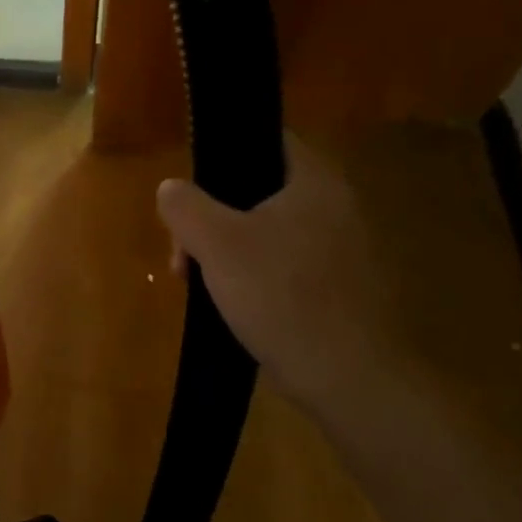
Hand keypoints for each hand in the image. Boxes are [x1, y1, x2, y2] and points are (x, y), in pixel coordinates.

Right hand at [157, 135, 402, 410]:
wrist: (351, 379)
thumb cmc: (282, 296)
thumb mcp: (216, 244)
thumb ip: (185, 206)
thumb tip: (171, 188)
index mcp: (315, 182)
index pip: (265, 141)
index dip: (222, 157)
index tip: (190, 193)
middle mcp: (337, 207)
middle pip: (258, 192)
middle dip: (211, 220)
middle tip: (183, 255)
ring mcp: (344, 250)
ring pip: (268, 233)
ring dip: (227, 252)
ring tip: (200, 286)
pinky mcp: (343, 288)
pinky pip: (286, 265)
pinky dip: (256, 277)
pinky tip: (235, 305)